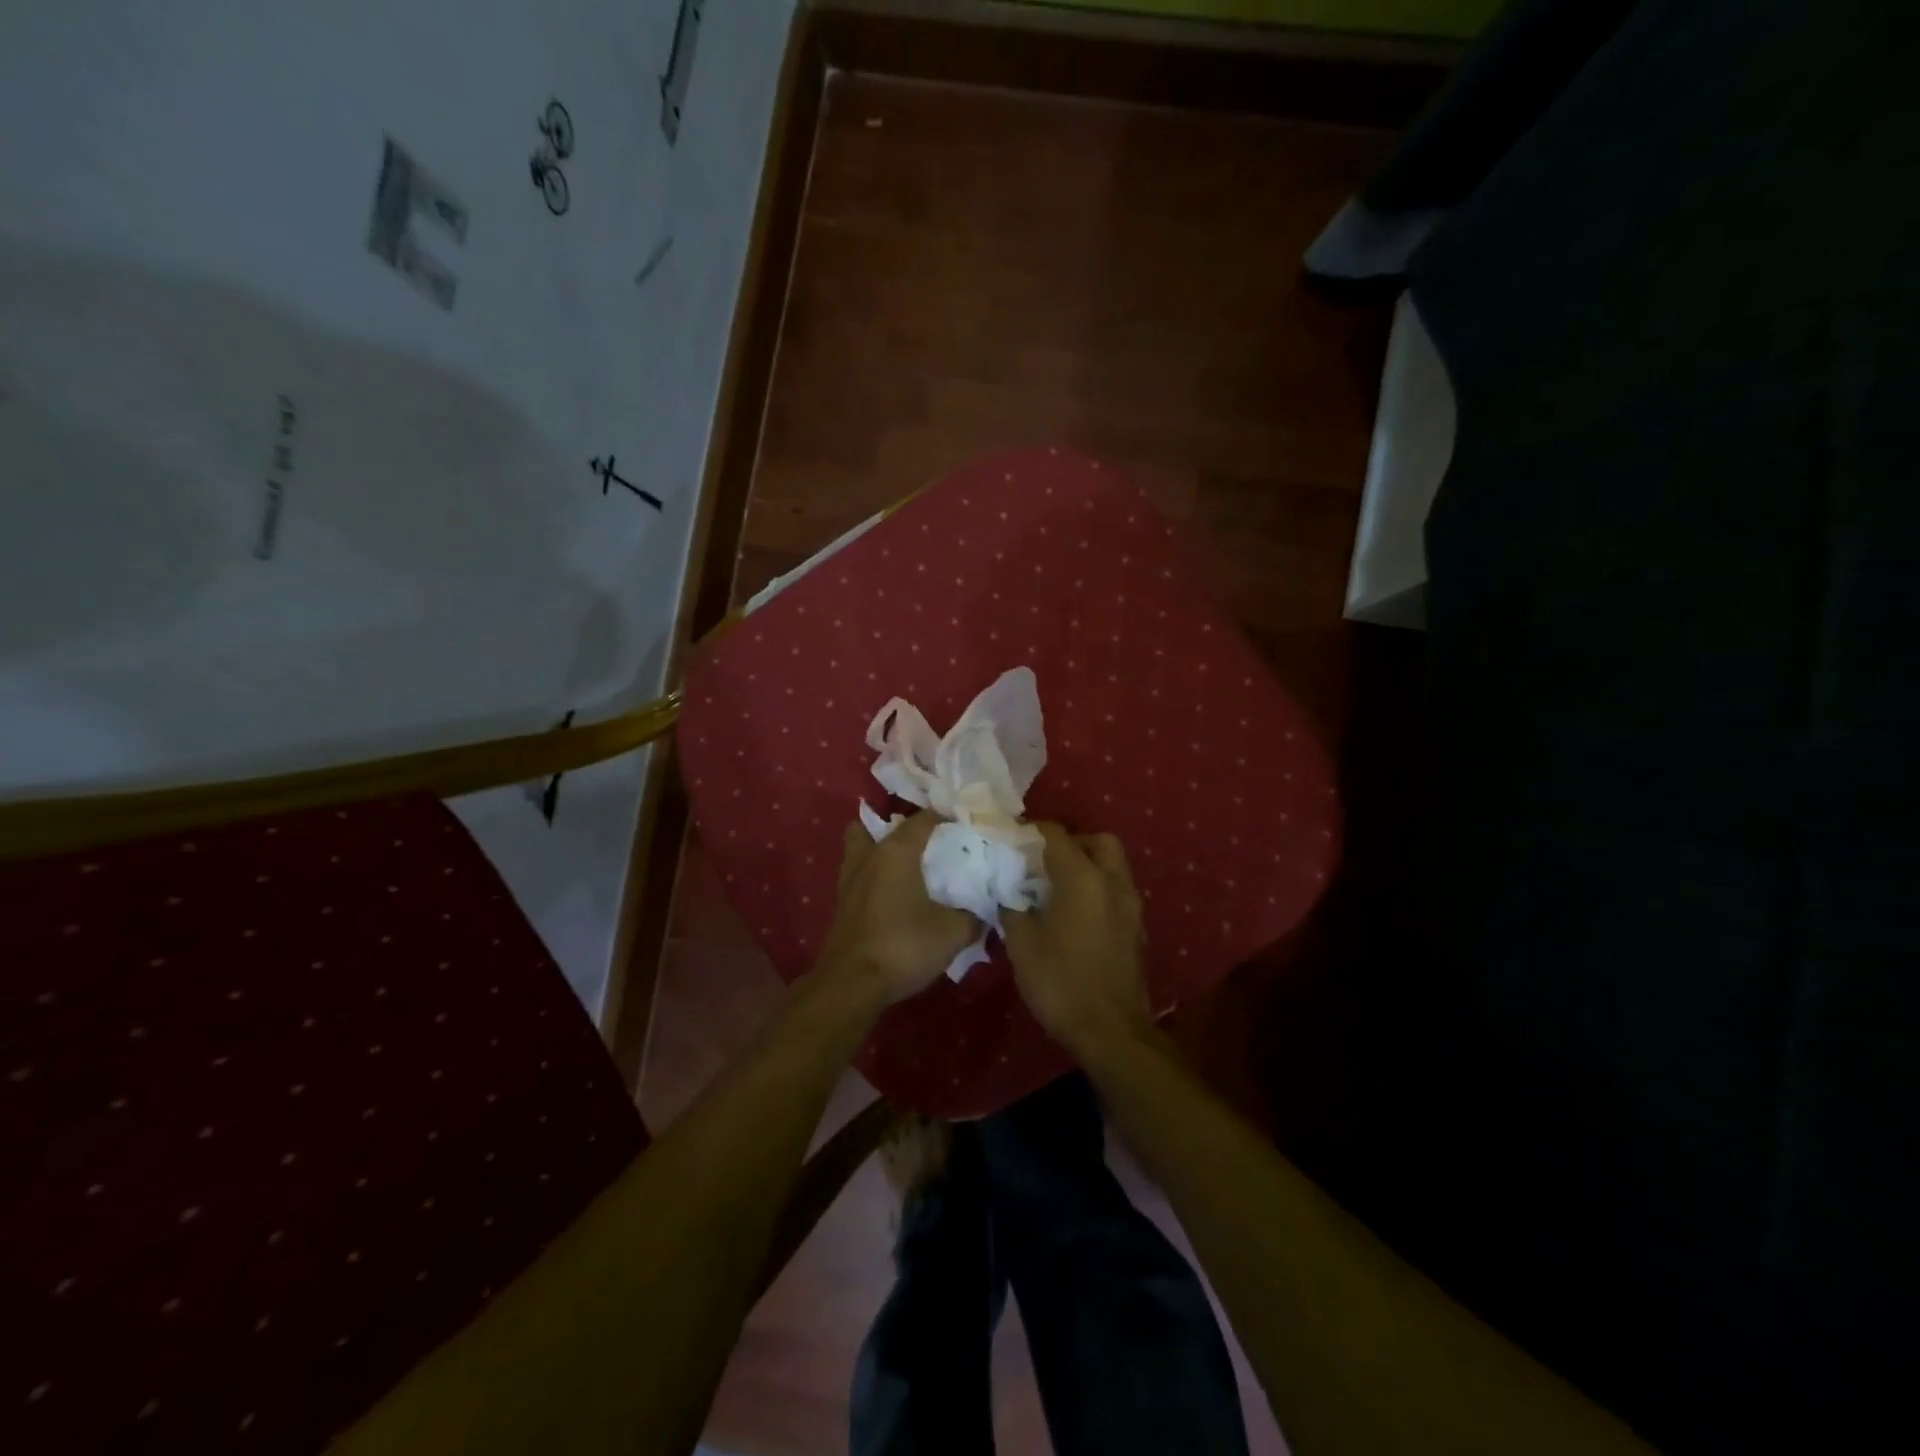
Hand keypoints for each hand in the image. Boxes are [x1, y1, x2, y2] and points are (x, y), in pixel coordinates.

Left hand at [819, 811, 977, 1007]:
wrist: (852, 984)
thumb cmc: (903, 946)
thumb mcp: (952, 933)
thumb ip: (972, 917)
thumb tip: (983, 912)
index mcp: (896, 851)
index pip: (923, 819)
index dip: (946, 818)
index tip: (966, 828)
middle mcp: (869, 857)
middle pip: (879, 826)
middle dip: (903, 829)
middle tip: (929, 843)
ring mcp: (850, 881)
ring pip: (861, 848)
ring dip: (880, 850)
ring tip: (907, 866)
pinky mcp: (842, 905)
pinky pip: (859, 876)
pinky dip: (874, 877)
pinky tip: (894, 895)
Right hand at [1002, 824, 1153, 1061]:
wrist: (1112, 1032)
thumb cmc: (1061, 983)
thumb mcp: (1022, 945)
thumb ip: (1012, 909)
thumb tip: (1008, 894)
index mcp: (1083, 878)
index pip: (1057, 835)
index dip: (1032, 831)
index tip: (1012, 839)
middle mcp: (1113, 883)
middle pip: (1098, 841)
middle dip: (1072, 842)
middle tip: (1044, 860)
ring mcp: (1130, 907)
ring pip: (1113, 865)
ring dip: (1088, 865)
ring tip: (1058, 886)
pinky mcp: (1137, 929)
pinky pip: (1118, 891)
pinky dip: (1098, 889)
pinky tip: (1076, 913)